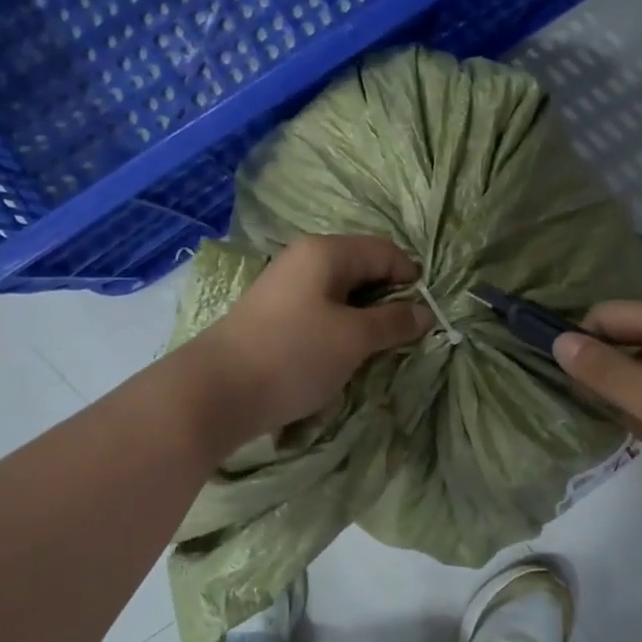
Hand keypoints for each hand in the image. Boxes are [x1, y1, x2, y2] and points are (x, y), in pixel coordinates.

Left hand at [196, 235, 431, 437]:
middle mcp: (303, 259)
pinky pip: (320, 311)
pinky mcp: (273, 315)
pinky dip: (339, 328)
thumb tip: (424, 312)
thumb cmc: (294, 355)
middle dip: (388, 299)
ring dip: (363, 317)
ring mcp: (285, 287)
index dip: (411, 278)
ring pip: (340, 293)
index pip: (384, 251)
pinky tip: (342, 355)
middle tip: (403, 336)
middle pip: (361, 268)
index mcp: (326, 252)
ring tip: (376, 349)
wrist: (217, 391)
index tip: (424, 316)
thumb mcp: (354, 338)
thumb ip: (393, 322)